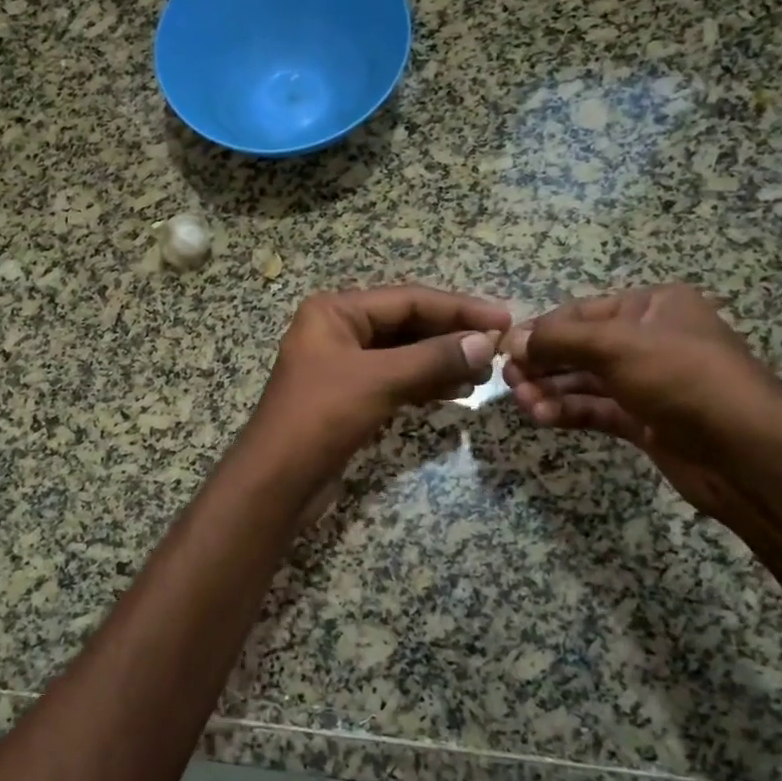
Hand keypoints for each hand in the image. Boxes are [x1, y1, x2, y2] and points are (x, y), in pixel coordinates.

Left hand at [250, 286, 511, 470]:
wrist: (277, 481)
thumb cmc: (320, 418)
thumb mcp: (378, 380)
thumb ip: (433, 358)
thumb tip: (486, 343)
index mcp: (335, 311)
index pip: (408, 299)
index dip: (459, 308)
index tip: (504, 319)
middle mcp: (338, 330)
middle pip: (407, 324)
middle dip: (451, 336)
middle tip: (499, 349)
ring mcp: (343, 365)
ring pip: (404, 354)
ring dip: (443, 361)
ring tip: (484, 374)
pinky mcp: (350, 396)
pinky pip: (396, 379)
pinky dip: (425, 383)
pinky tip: (457, 391)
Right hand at [502, 285, 781, 523]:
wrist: (747, 454)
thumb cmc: (684, 379)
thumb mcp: (618, 346)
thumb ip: (560, 340)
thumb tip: (513, 339)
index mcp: (652, 306)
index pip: (581, 312)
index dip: (541, 330)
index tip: (505, 350)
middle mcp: (649, 339)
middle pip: (579, 347)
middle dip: (543, 363)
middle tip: (509, 381)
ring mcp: (647, 382)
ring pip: (584, 381)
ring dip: (550, 390)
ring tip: (524, 404)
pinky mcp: (644, 420)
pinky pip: (596, 409)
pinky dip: (568, 412)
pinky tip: (543, 418)